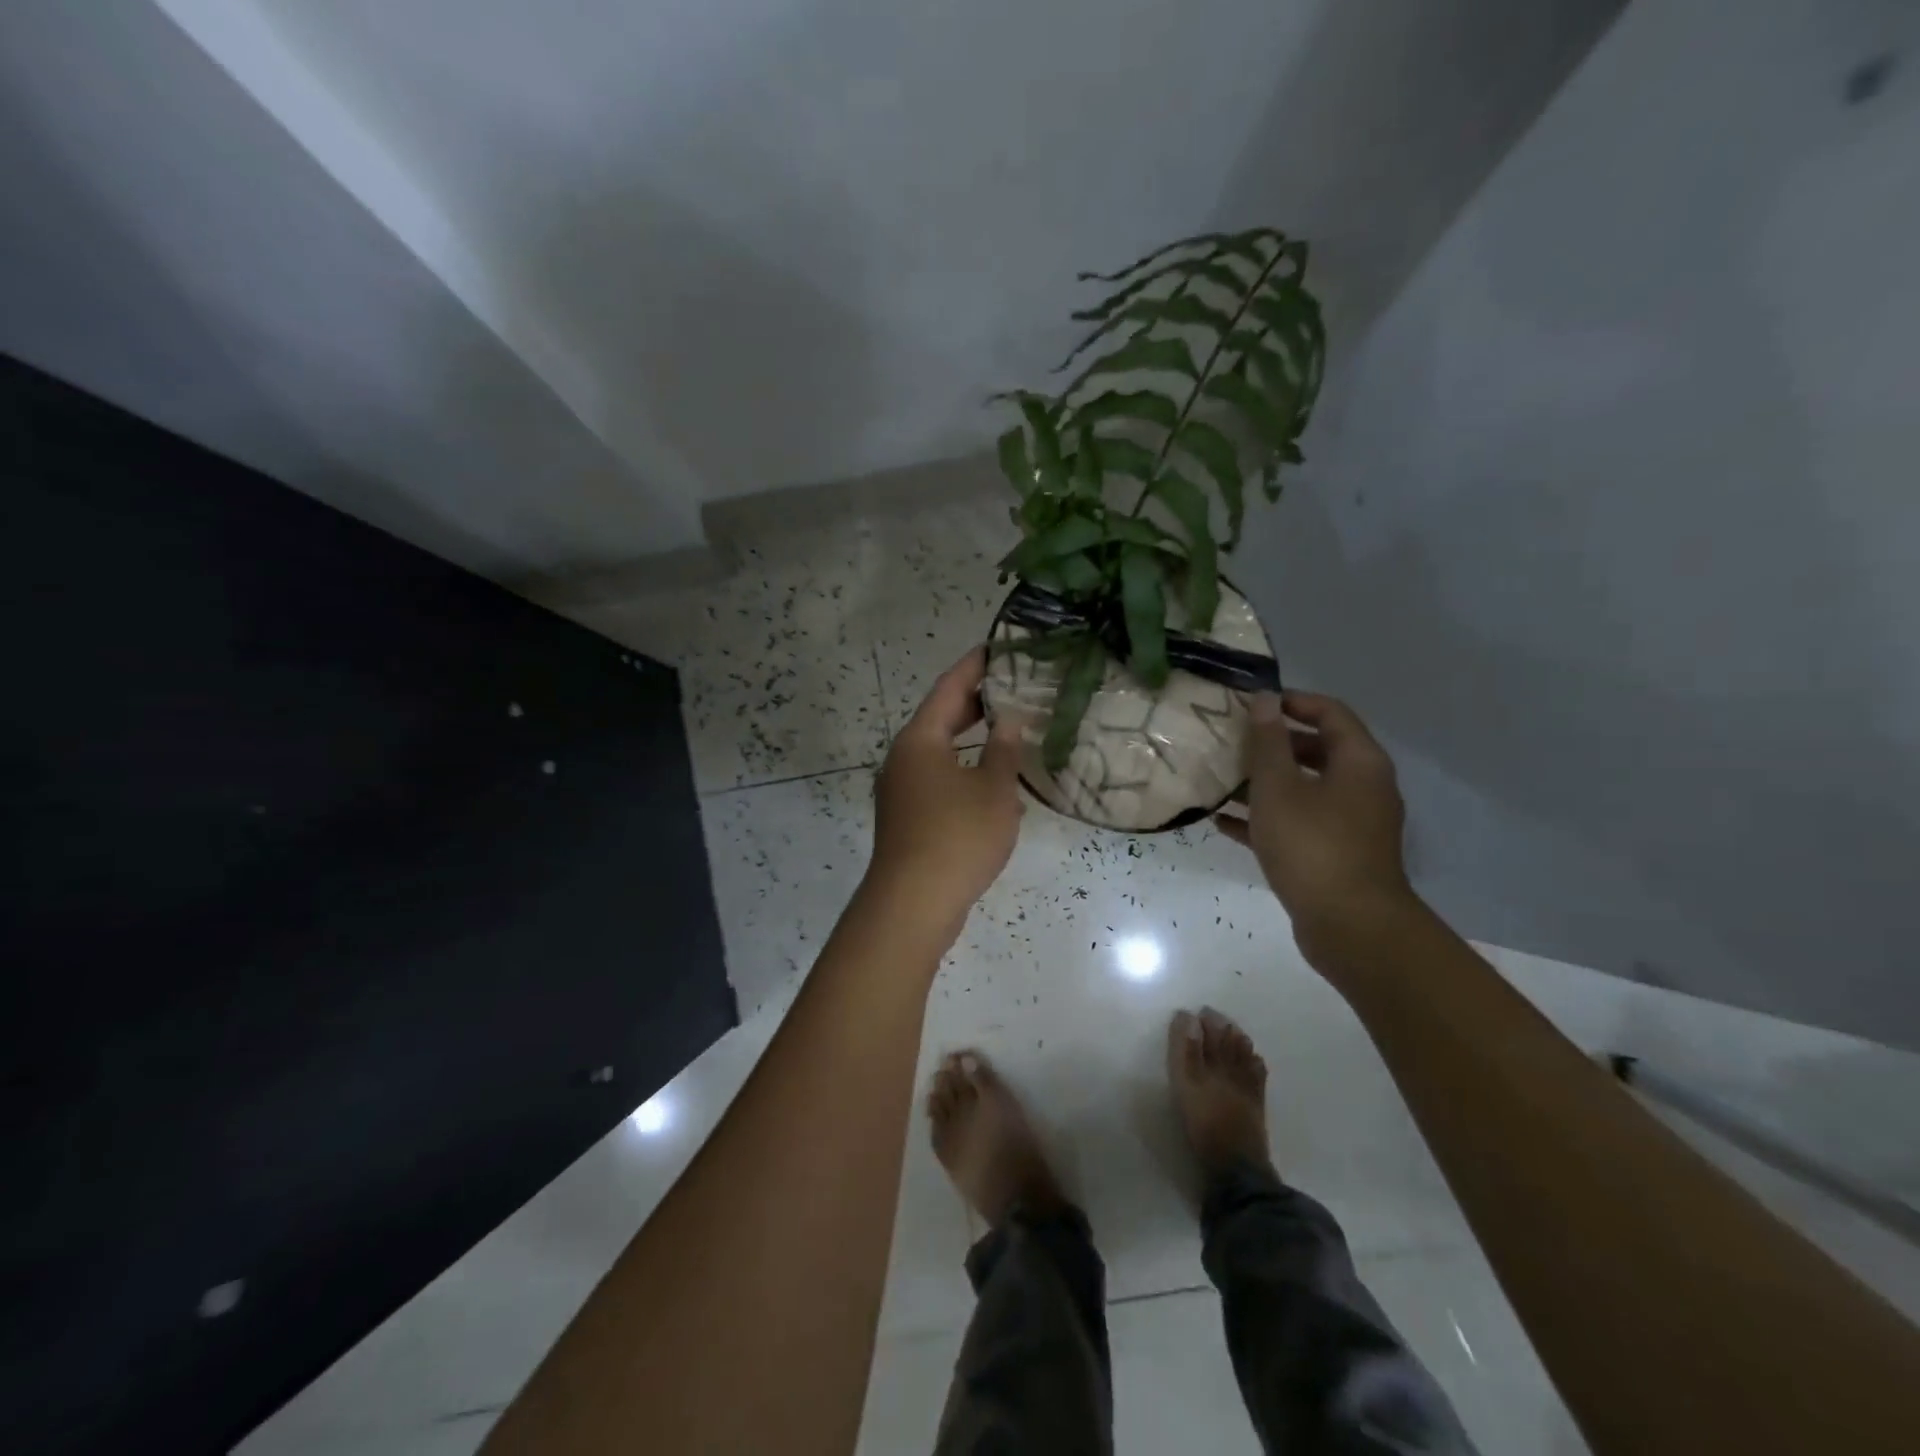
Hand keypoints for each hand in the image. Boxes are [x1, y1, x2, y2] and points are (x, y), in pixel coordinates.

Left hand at [869, 648, 1024, 930]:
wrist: (913, 903)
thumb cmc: (957, 837)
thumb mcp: (993, 790)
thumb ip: (1003, 750)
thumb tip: (1009, 721)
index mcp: (920, 739)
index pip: (949, 688)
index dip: (975, 665)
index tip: (999, 646)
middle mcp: (903, 758)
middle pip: (941, 718)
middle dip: (976, 703)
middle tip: (1014, 687)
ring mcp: (901, 789)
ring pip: (941, 752)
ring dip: (972, 741)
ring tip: (1010, 731)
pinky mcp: (906, 818)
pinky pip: (939, 781)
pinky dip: (965, 772)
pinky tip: (994, 786)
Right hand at [1216, 691, 1413, 964]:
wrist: (1349, 926)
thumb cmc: (1312, 845)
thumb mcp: (1278, 787)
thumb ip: (1268, 742)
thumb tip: (1265, 699)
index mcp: (1359, 762)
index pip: (1330, 712)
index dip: (1292, 701)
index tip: (1252, 704)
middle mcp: (1363, 787)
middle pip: (1317, 750)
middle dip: (1273, 744)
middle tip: (1231, 741)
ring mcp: (1352, 823)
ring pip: (1305, 789)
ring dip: (1266, 782)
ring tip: (1221, 779)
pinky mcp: (1338, 854)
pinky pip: (1300, 823)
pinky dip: (1269, 818)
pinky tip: (1225, 822)